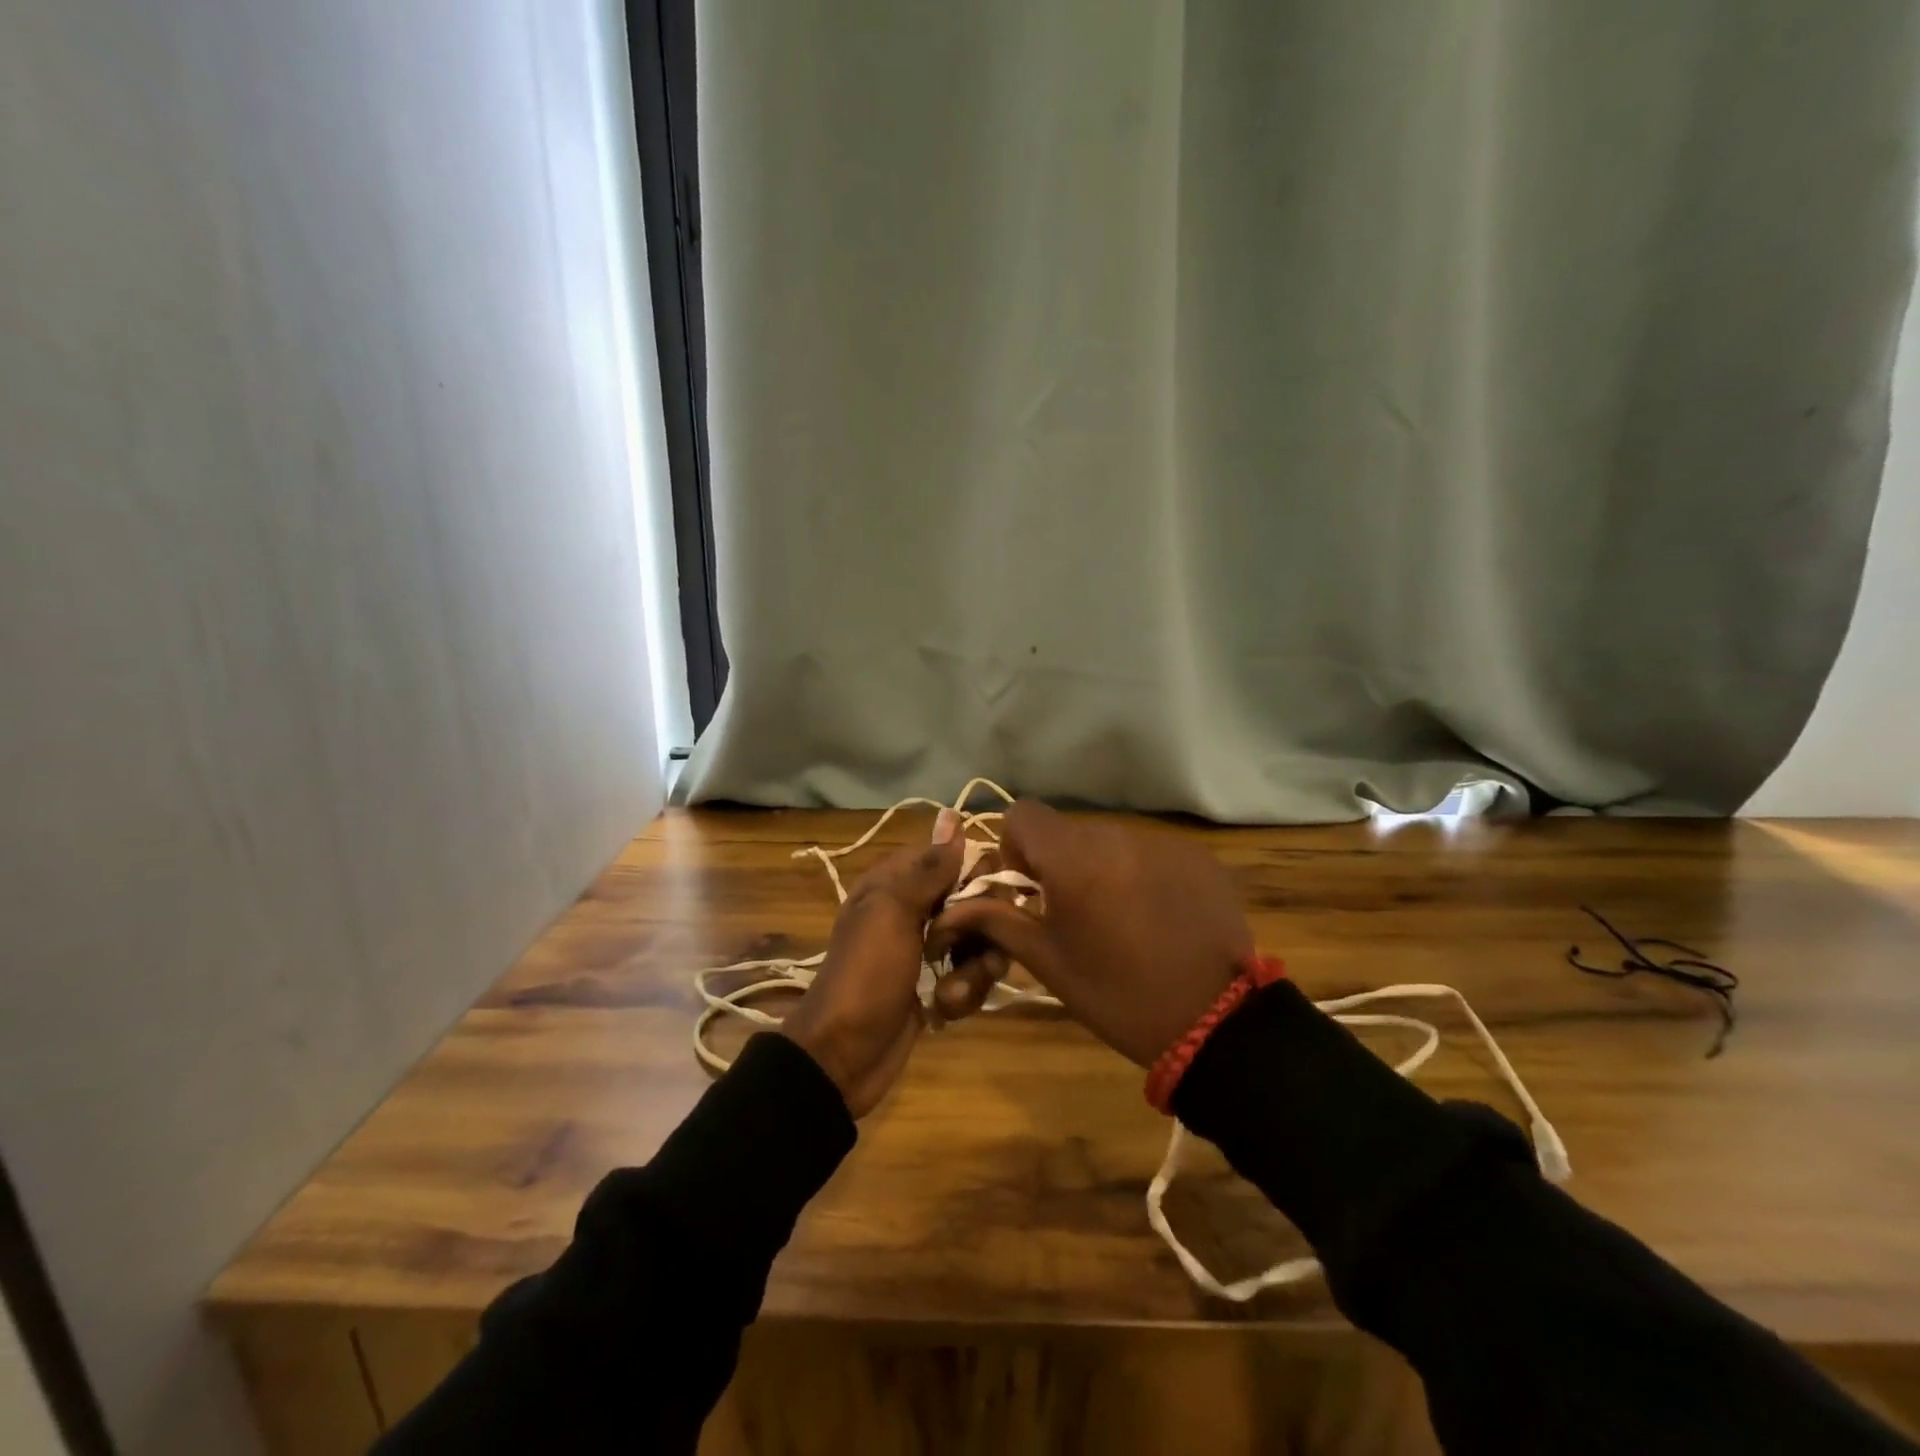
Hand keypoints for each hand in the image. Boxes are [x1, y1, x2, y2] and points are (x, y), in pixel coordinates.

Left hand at [779, 808, 963, 1115]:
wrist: (843, 1056)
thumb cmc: (866, 975)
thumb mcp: (893, 913)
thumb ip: (929, 868)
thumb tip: (952, 815)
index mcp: (898, 882)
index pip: (954, 856)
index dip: (976, 873)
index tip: (983, 895)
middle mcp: (917, 909)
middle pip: (976, 900)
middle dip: (982, 928)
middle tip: (963, 949)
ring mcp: (929, 950)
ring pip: (981, 942)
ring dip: (974, 970)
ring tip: (950, 992)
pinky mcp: (939, 985)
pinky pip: (972, 977)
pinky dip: (962, 994)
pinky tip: (943, 1009)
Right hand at [926, 801, 1252, 1067]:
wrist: (1216, 1023)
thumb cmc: (1117, 995)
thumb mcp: (1050, 962)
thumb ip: (999, 921)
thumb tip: (953, 908)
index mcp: (1073, 858)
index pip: (1023, 814)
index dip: (1015, 846)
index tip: (1028, 889)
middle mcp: (1117, 835)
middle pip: (1068, 829)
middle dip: (1059, 862)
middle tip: (1071, 912)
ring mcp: (1163, 843)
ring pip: (1110, 840)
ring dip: (1101, 867)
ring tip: (1119, 918)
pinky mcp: (1198, 857)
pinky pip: (1151, 852)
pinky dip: (1141, 874)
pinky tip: (1158, 916)